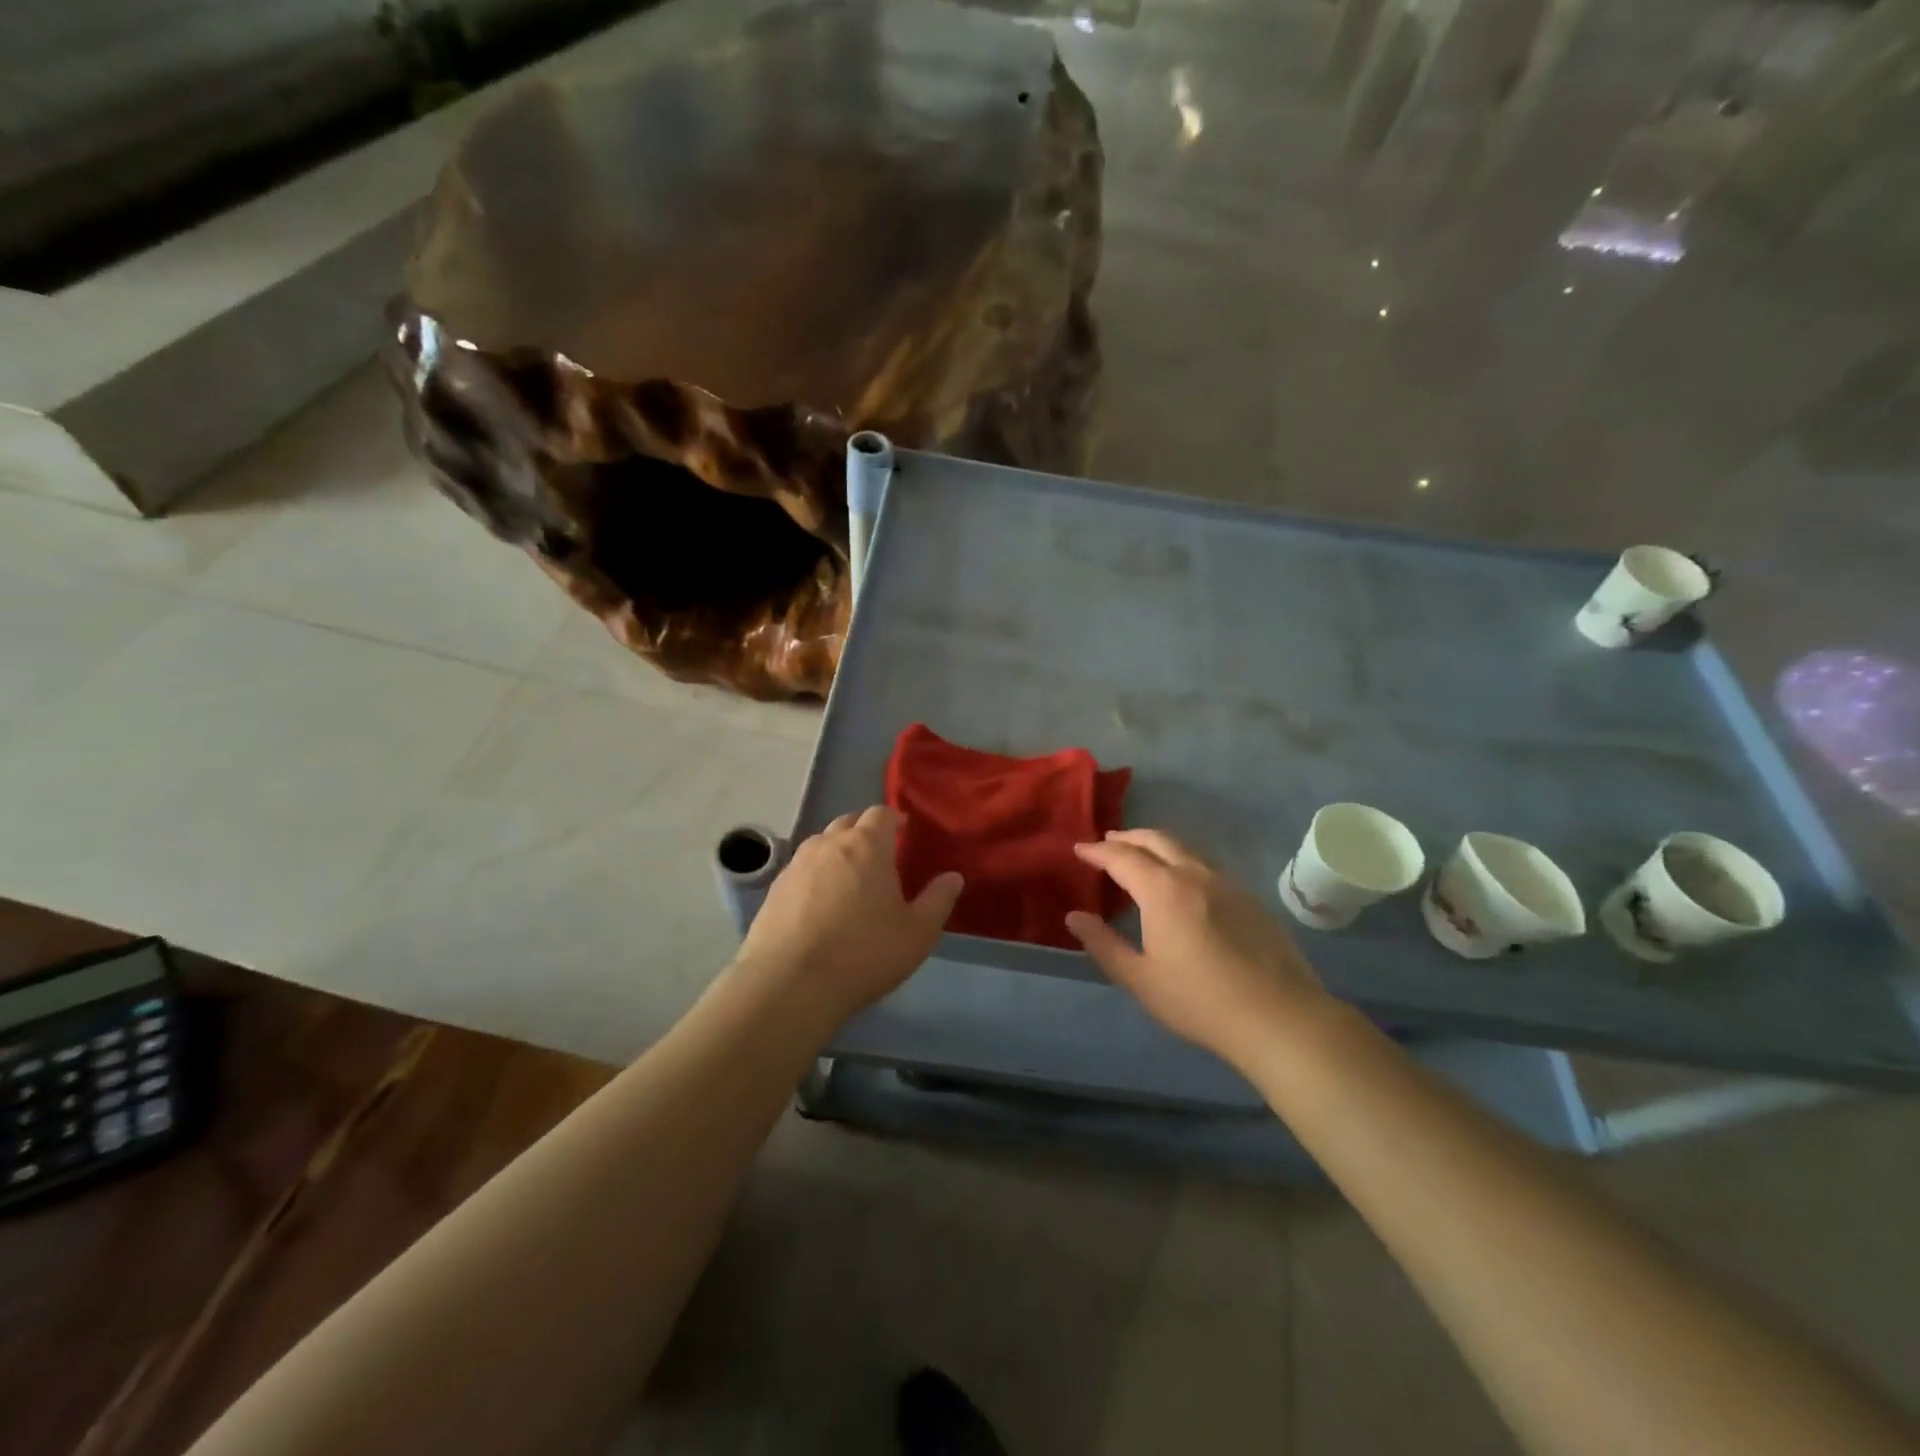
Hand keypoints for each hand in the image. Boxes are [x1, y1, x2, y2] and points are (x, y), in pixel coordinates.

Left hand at [733, 805, 962, 1028]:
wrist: (790, 984)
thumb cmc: (863, 953)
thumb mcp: (917, 933)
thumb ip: (938, 900)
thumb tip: (953, 877)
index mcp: (866, 846)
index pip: (880, 814)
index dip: (893, 819)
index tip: (903, 830)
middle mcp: (828, 844)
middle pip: (848, 823)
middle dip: (864, 831)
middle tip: (879, 854)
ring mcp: (796, 865)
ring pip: (820, 845)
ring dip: (837, 851)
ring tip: (849, 878)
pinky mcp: (774, 890)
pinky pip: (800, 870)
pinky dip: (814, 876)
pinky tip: (819, 903)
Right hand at [1067, 829, 1328, 1067]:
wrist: (1279, 1017)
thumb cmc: (1199, 1001)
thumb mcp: (1140, 978)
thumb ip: (1103, 944)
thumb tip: (1074, 917)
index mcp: (1163, 890)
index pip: (1122, 857)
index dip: (1097, 851)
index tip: (1079, 849)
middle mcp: (1194, 875)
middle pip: (1156, 840)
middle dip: (1128, 837)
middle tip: (1108, 841)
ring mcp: (1227, 884)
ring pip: (1185, 849)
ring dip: (1157, 845)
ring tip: (1142, 855)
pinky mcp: (1249, 899)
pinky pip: (1206, 866)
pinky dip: (1183, 861)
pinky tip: (1183, 883)